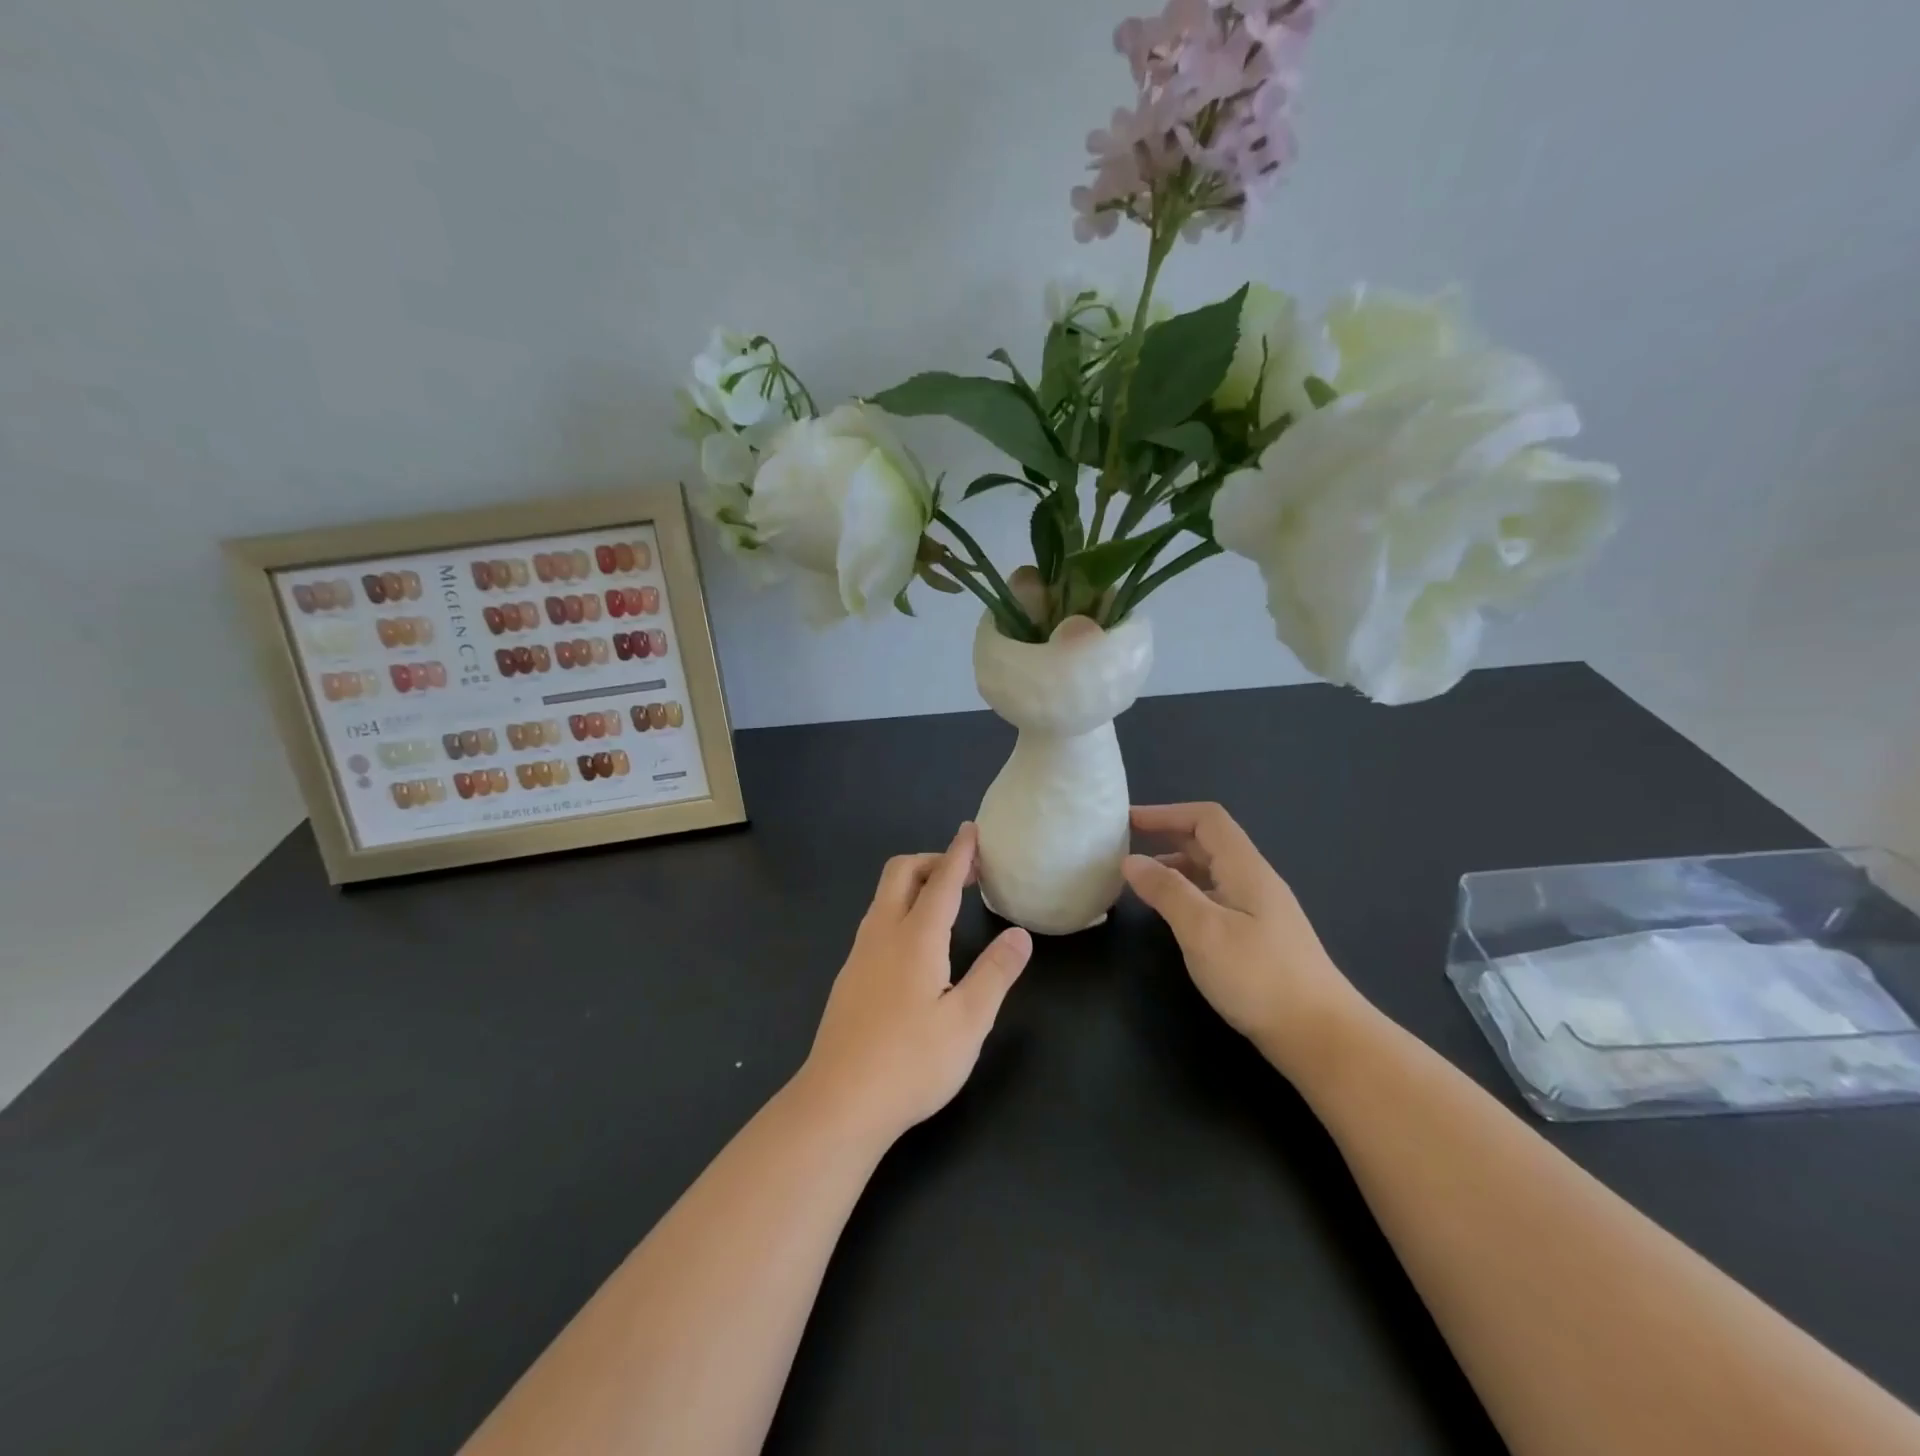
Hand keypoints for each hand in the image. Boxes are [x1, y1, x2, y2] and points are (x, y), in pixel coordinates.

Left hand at [796, 823, 1032, 1144]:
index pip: (941, 880)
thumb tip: (1019, 934)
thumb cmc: (911, 1062)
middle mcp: (882, 934)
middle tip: (965, 874)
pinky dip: (900, 909)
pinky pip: (876, 921)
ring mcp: (859, 955)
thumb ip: (995, 973)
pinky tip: (916, 946)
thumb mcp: (968, 1022)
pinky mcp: (849, 977)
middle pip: (901, 873)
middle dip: (932, 860)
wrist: (839, 1103)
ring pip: (883, 897)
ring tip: (944, 903)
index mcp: (915, 938)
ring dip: (914, 884)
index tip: (971, 829)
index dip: (959, 853)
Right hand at [1122, 802, 1358, 1073]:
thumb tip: (1131, 861)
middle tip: (1124, 846)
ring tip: (1139, 881)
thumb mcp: (1203, 930)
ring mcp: (1259, 910)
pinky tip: (1170, 916)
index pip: (1206, 819)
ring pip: (1211, 872)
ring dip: (1175, 867)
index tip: (1127, 821)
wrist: (1320, 1036)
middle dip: (1166, 836)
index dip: (1166, 813)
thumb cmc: (1259, 977)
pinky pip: (1216, 897)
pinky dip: (1187, 894)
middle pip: (1209, 841)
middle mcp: (1254, 881)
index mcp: (1245, 869)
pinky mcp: (1258, 936)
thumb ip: (1167, 891)